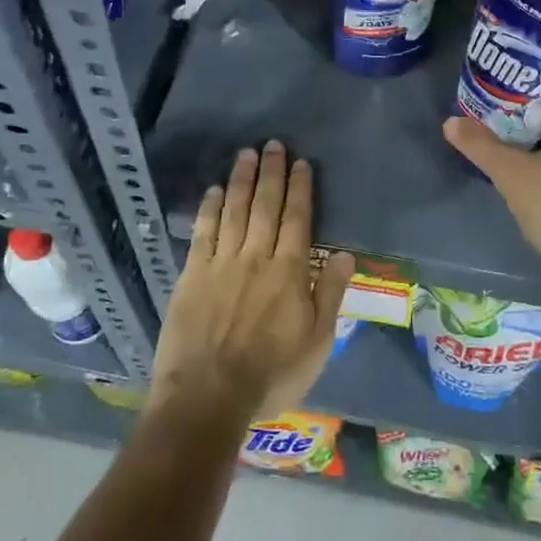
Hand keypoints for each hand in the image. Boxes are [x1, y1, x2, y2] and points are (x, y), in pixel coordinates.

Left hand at [150, 141, 354, 422]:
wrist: (208, 396)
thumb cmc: (271, 374)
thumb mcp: (317, 342)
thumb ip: (331, 294)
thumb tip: (347, 254)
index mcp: (290, 272)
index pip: (298, 219)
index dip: (300, 189)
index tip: (300, 163)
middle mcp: (256, 257)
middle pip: (265, 206)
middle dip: (271, 173)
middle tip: (273, 144)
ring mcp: (221, 263)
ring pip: (234, 211)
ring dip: (241, 180)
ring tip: (246, 154)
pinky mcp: (192, 275)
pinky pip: (203, 233)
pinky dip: (210, 209)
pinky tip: (214, 190)